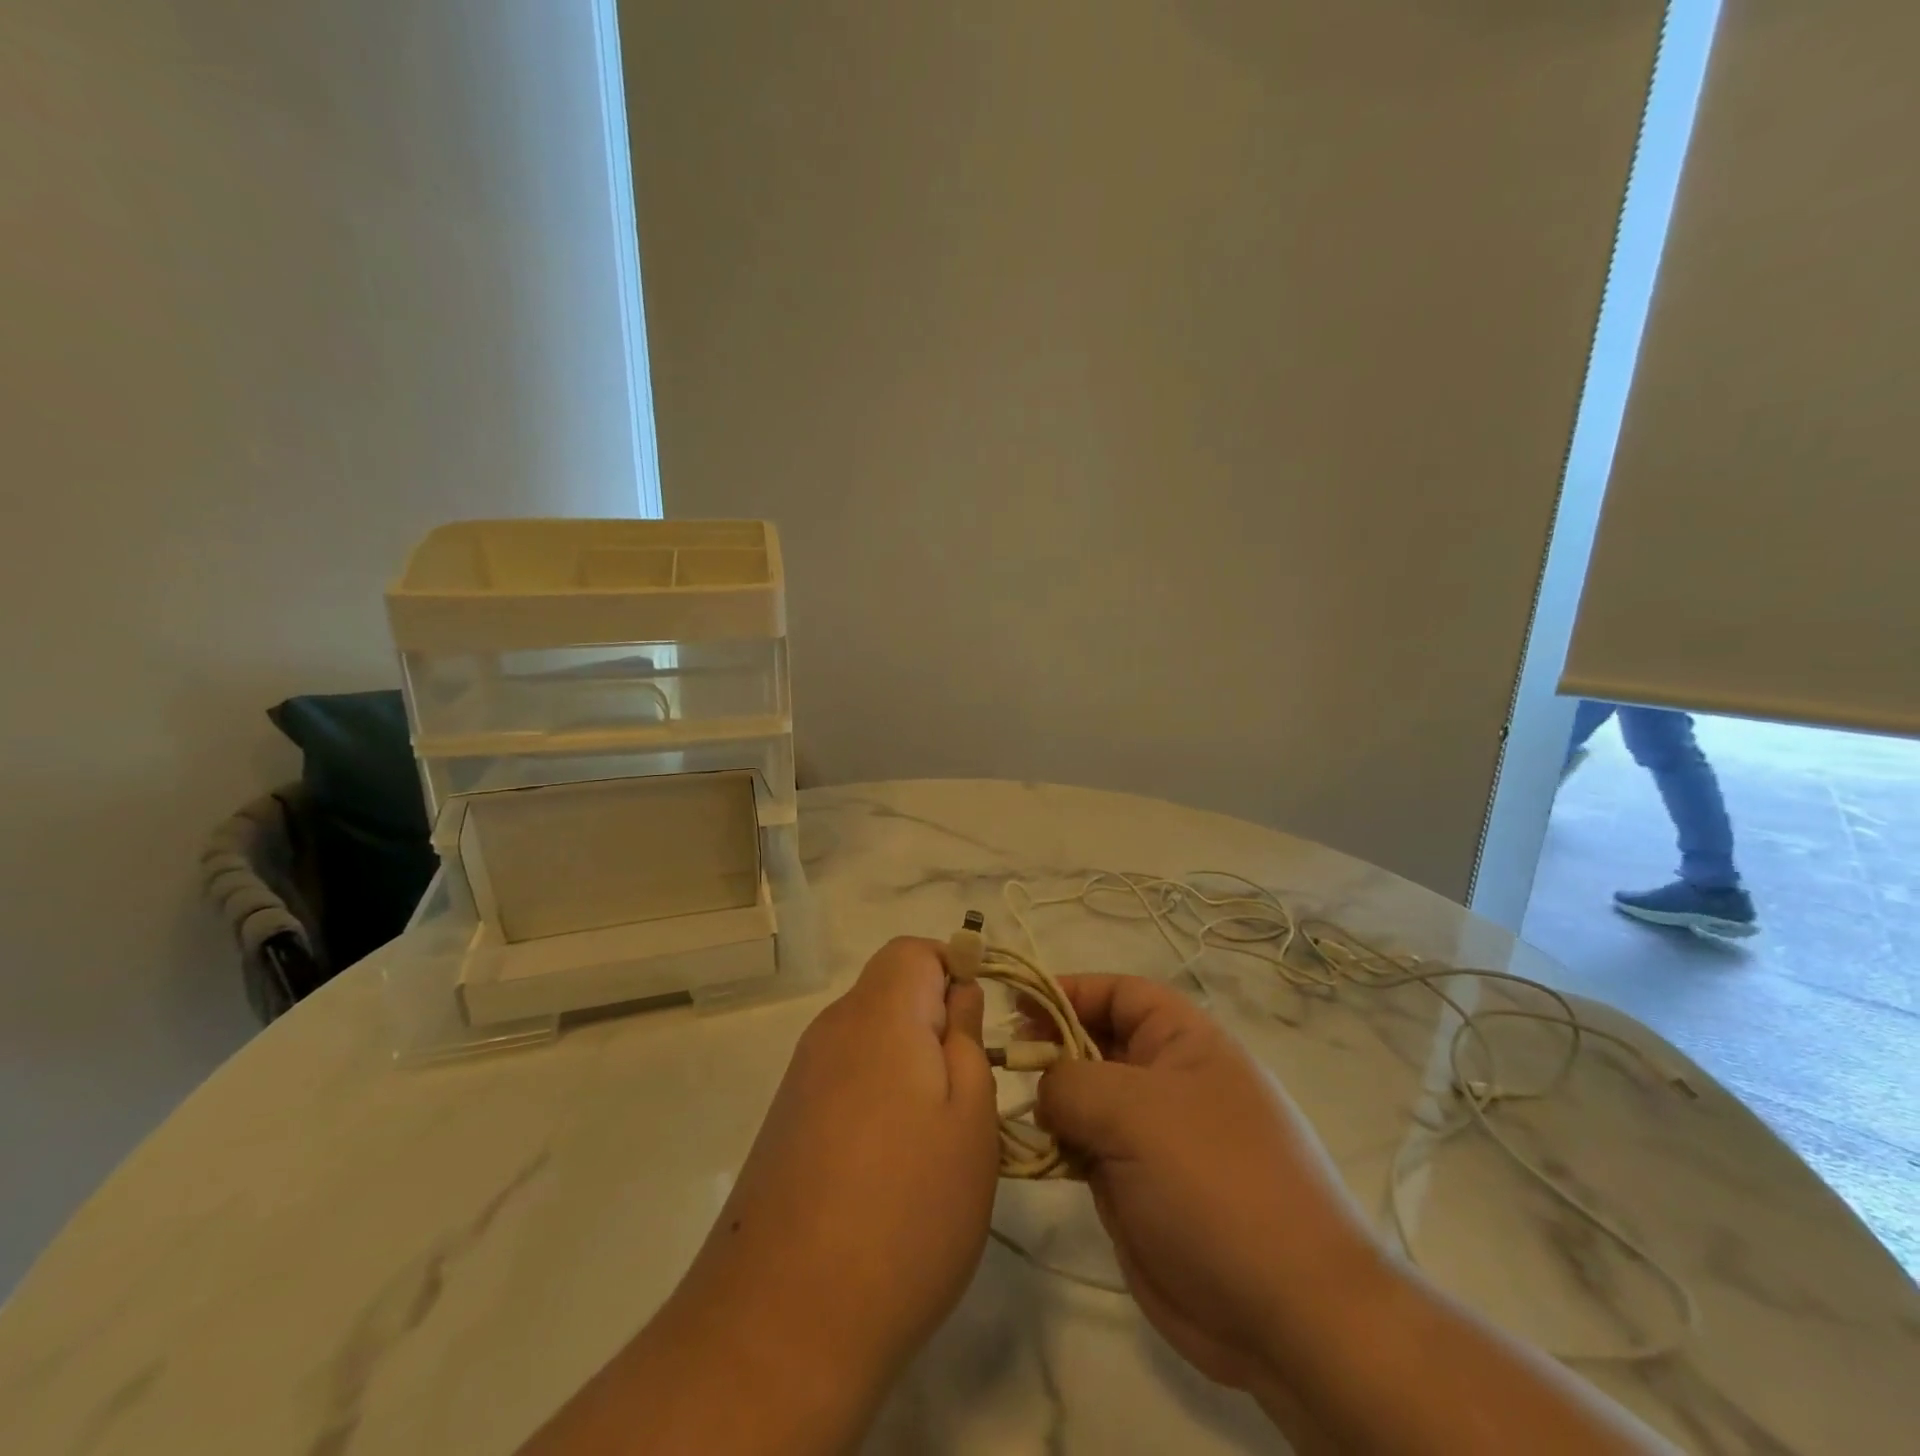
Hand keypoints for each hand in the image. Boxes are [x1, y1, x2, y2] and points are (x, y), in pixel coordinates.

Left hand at [666, 938, 999, 1412]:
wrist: (783, 1324)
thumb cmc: (905, 1209)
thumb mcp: (971, 1119)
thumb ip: (967, 1040)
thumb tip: (958, 995)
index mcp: (877, 1016)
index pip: (913, 951)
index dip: (954, 970)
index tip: (982, 1027)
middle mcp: (831, 1031)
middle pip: (891, 992)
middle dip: (936, 1024)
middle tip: (970, 1094)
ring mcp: (802, 1078)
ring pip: (872, 1040)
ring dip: (911, 1068)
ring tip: (937, 1142)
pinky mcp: (788, 1122)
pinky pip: (847, 1081)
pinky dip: (879, 1101)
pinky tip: (893, 1169)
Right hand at [1034, 976, 1383, 1408]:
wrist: (1286, 1310)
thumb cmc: (1213, 1180)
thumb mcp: (1135, 1110)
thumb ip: (1072, 1083)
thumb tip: (1044, 1089)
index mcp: (1182, 1042)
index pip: (1119, 993)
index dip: (1069, 990)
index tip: (1017, 1004)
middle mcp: (1165, 1081)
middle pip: (1096, 1043)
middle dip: (1049, 1046)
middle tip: (1000, 1059)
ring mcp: (1151, 1137)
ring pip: (1085, 1101)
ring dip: (1047, 1101)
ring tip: (1002, 1105)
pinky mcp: (1136, 1188)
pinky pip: (1085, 1151)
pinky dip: (1055, 1147)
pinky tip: (1026, 1152)